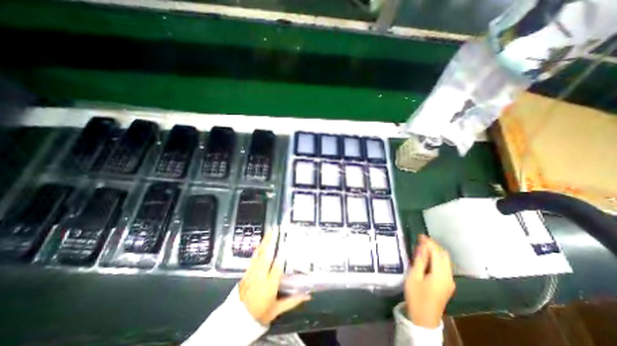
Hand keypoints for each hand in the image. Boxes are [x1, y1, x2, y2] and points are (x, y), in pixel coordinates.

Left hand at [239, 231, 311, 324]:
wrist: (237, 321)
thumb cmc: (259, 314)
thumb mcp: (277, 309)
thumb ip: (293, 301)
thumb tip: (308, 296)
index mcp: (269, 285)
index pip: (276, 267)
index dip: (281, 254)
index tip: (285, 243)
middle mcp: (260, 276)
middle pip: (266, 256)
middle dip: (271, 241)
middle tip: (276, 230)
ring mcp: (251, 273)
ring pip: (259, 255)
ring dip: (264, 242)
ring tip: (269, 232)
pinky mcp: (246, 273)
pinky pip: (253, 258)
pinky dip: (258, 250)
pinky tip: (261, 244)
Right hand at [409, 234, 454, 327]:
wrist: (423, 318)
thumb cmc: (416, 295)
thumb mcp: (414, 276)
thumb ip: (419, 260)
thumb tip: (422, 246)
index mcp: (440, 274)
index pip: (436, 252)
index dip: (429, 242)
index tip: (420, 235)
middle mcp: (448, 276)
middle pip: (444, 256)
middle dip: (433, 245)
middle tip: (421, 239)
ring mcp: (449, 281)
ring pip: (445, 261)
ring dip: (435, 251)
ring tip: (422, 246)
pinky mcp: (447, 285)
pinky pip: (444, 266)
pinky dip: (436, 258)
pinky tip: (427, 257)